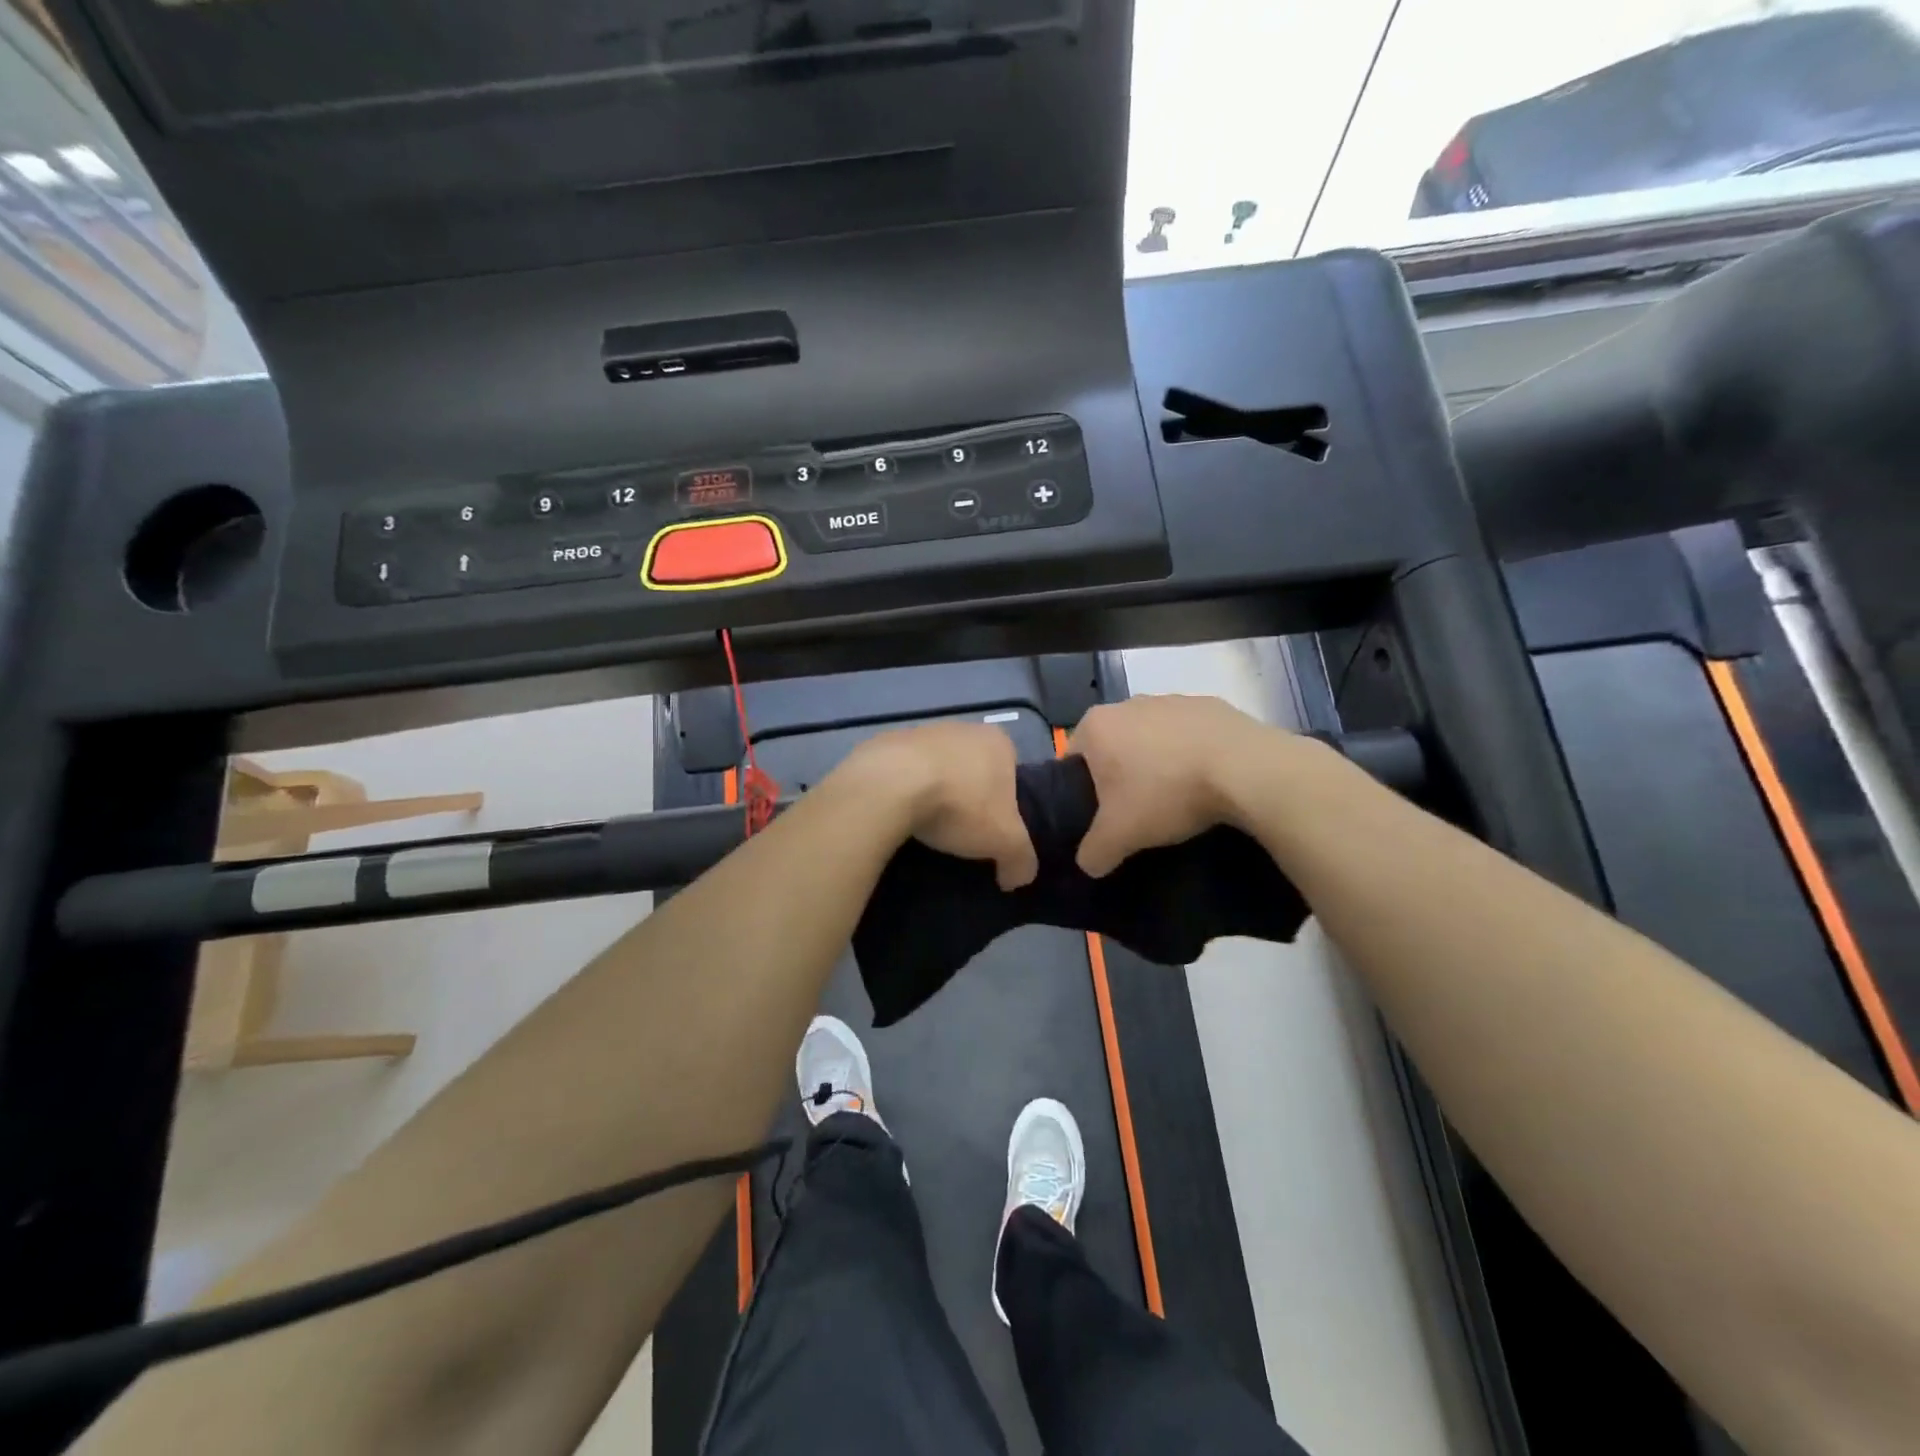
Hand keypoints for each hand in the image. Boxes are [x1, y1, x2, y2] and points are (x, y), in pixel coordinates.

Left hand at [842, 721, 1038, 889]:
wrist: (889, 786)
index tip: (992, 830)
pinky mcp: (885, 743)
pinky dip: (902, 791)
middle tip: (960, 831)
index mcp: (997, 742)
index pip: (1011, 773)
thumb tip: (1017, 877)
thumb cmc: (960, 805)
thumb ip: (1021, 859)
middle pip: (972, 770)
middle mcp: (961, 728)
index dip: (1005, 804)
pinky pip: (901, 773)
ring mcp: (920, 732)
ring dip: (933, 792)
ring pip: (935, 769)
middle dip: (968, 797)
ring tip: (926, 826)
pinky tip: (898, 815)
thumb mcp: (1005, 841)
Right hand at [1069, 695, 1282, 876]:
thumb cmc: (1166, 794)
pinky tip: (1205, 781)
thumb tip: (1088, 864)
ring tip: (1175, 798)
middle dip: (1119, 775)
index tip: (1099, 816)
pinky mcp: (1210, 705)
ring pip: (1151, 738)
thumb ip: (1093, 852)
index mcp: (1096, 725)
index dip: (1079, 790)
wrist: (1246, 769)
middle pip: (1112, 746)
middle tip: (1135, 811)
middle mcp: (1128, 703)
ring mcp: (1172, 699)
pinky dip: (1191, 755)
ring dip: (1157, 763)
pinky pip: (1189, 735)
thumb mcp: (1119, 836)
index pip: (1071, 758)